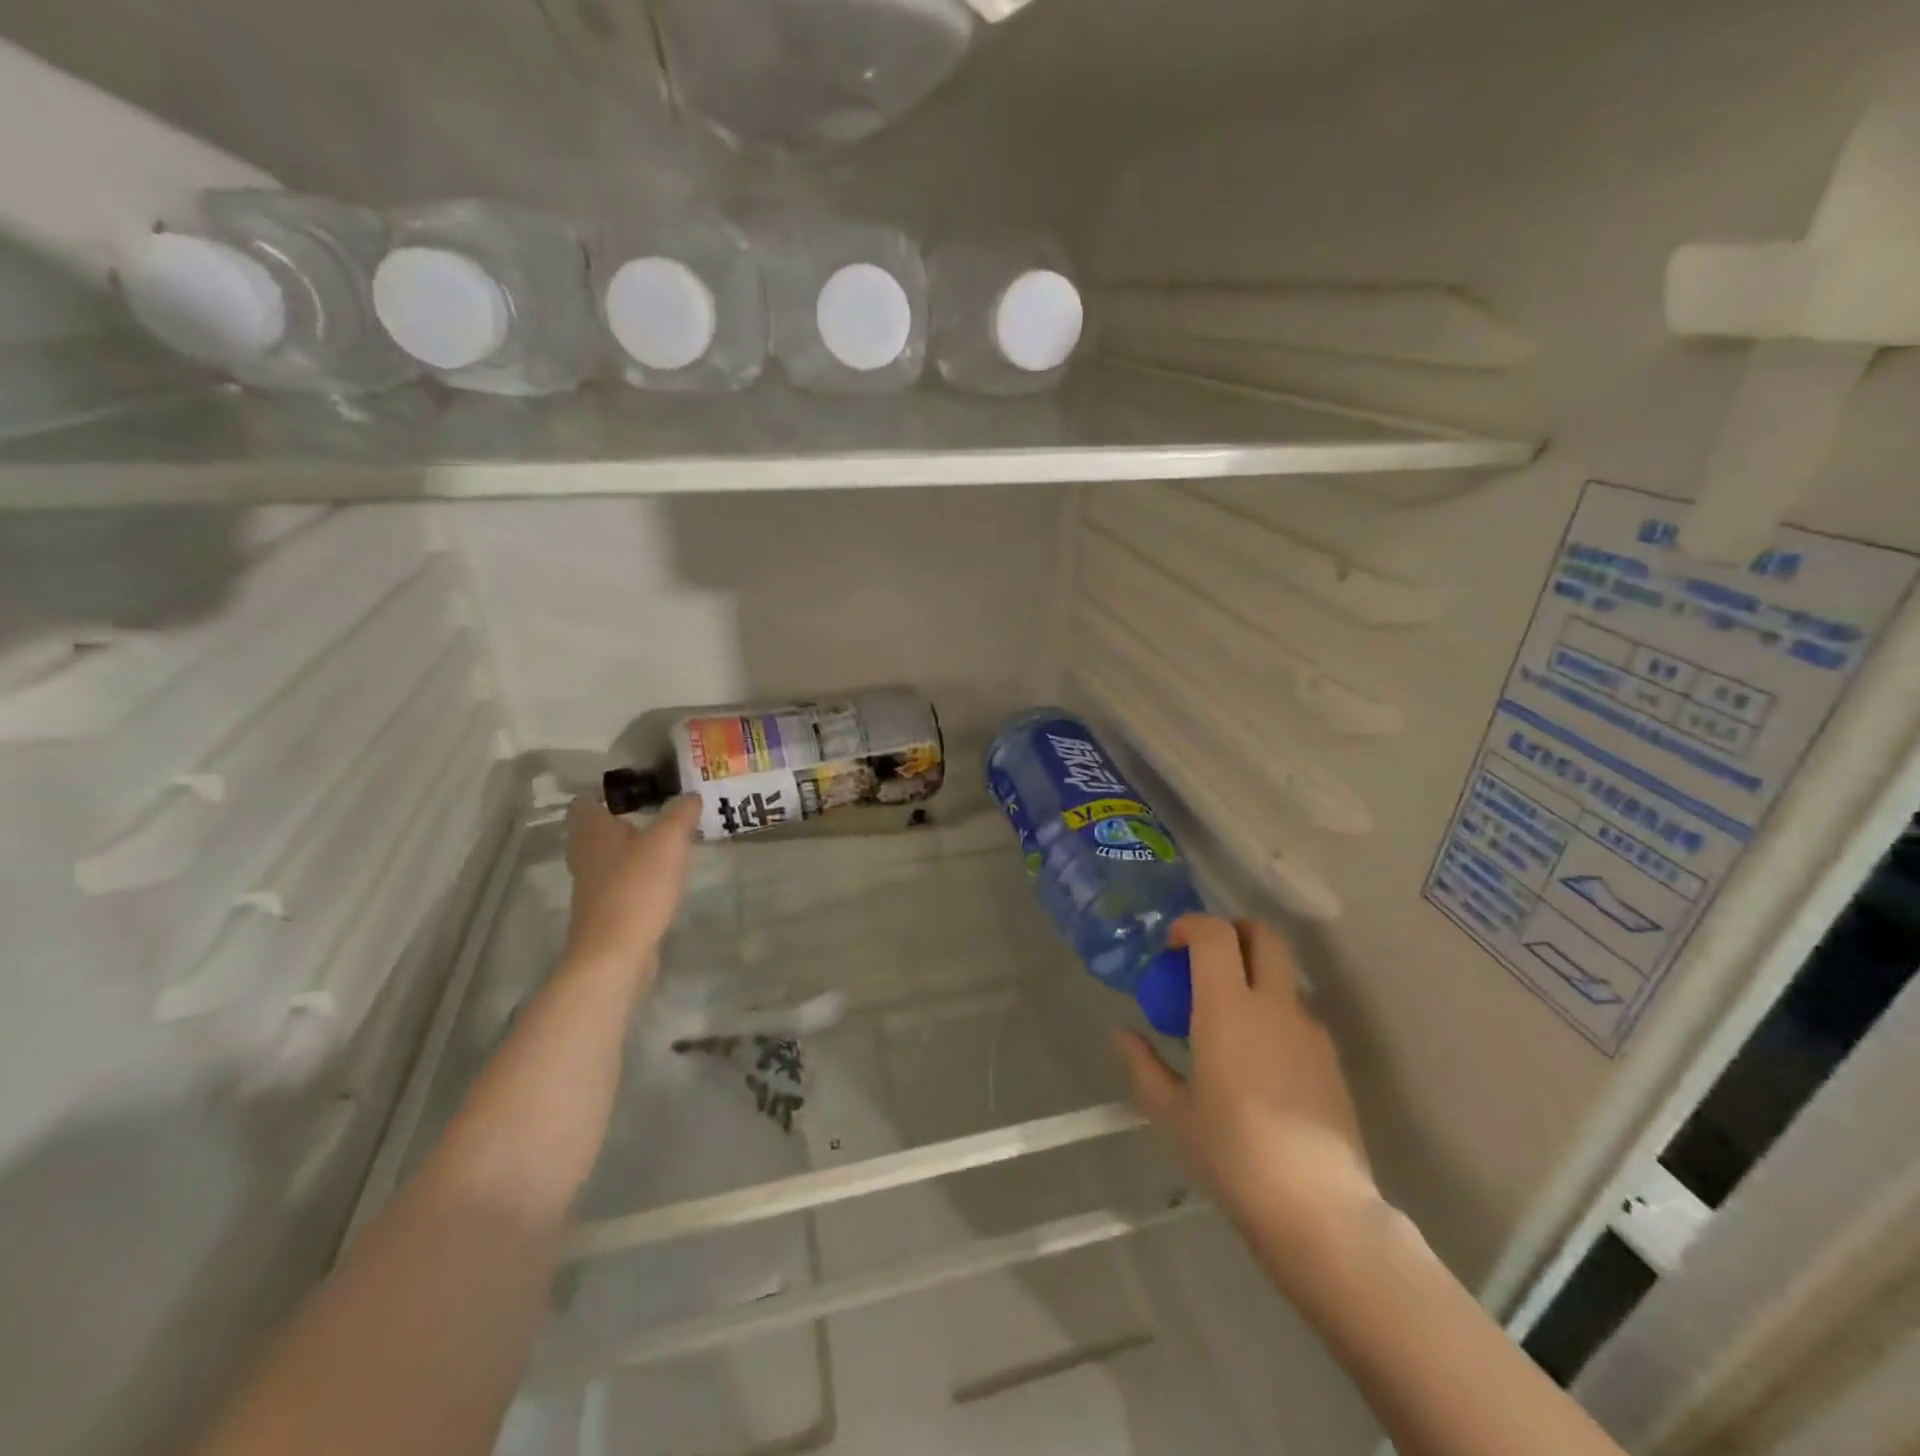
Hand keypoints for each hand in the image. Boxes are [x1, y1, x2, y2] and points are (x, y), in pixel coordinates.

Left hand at [563, 794, 700, 982]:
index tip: (642, 782)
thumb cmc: (637, 888)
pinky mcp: (606, 907)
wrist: (615, 954)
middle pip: (599, 825)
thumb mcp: (668, 841)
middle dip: (627, 814)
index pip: (587, 798)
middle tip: (662, 806)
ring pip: (612, 852)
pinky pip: (622, 877)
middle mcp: (586, 853)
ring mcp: (593, 883)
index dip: (609, 787)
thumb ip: (681, 813)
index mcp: (592, 829)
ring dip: (635, 843)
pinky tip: (665, 872)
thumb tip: (691, 795)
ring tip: (670, 836)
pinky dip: (640, 870)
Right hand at [1117, 916, 1379, 1265]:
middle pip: (1263, 935)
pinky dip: (1272, 1014)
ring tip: (1227, 1022)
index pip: (1215, 934)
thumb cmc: (1232, 1154)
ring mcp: (1309, 1030)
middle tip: (1205, 961)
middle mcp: (1273, 1005)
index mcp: (1228, 1007)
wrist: (1318, 1209)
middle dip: (1233, 932)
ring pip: (1282, 975)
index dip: (1191, 925)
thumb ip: (1144, 1066)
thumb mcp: (1173, 1112)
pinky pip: (1296, 1015)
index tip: (1172, 945)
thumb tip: (1122, 1035)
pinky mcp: (1331, 1059)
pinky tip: (1257, 1061)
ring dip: (1253, 976)